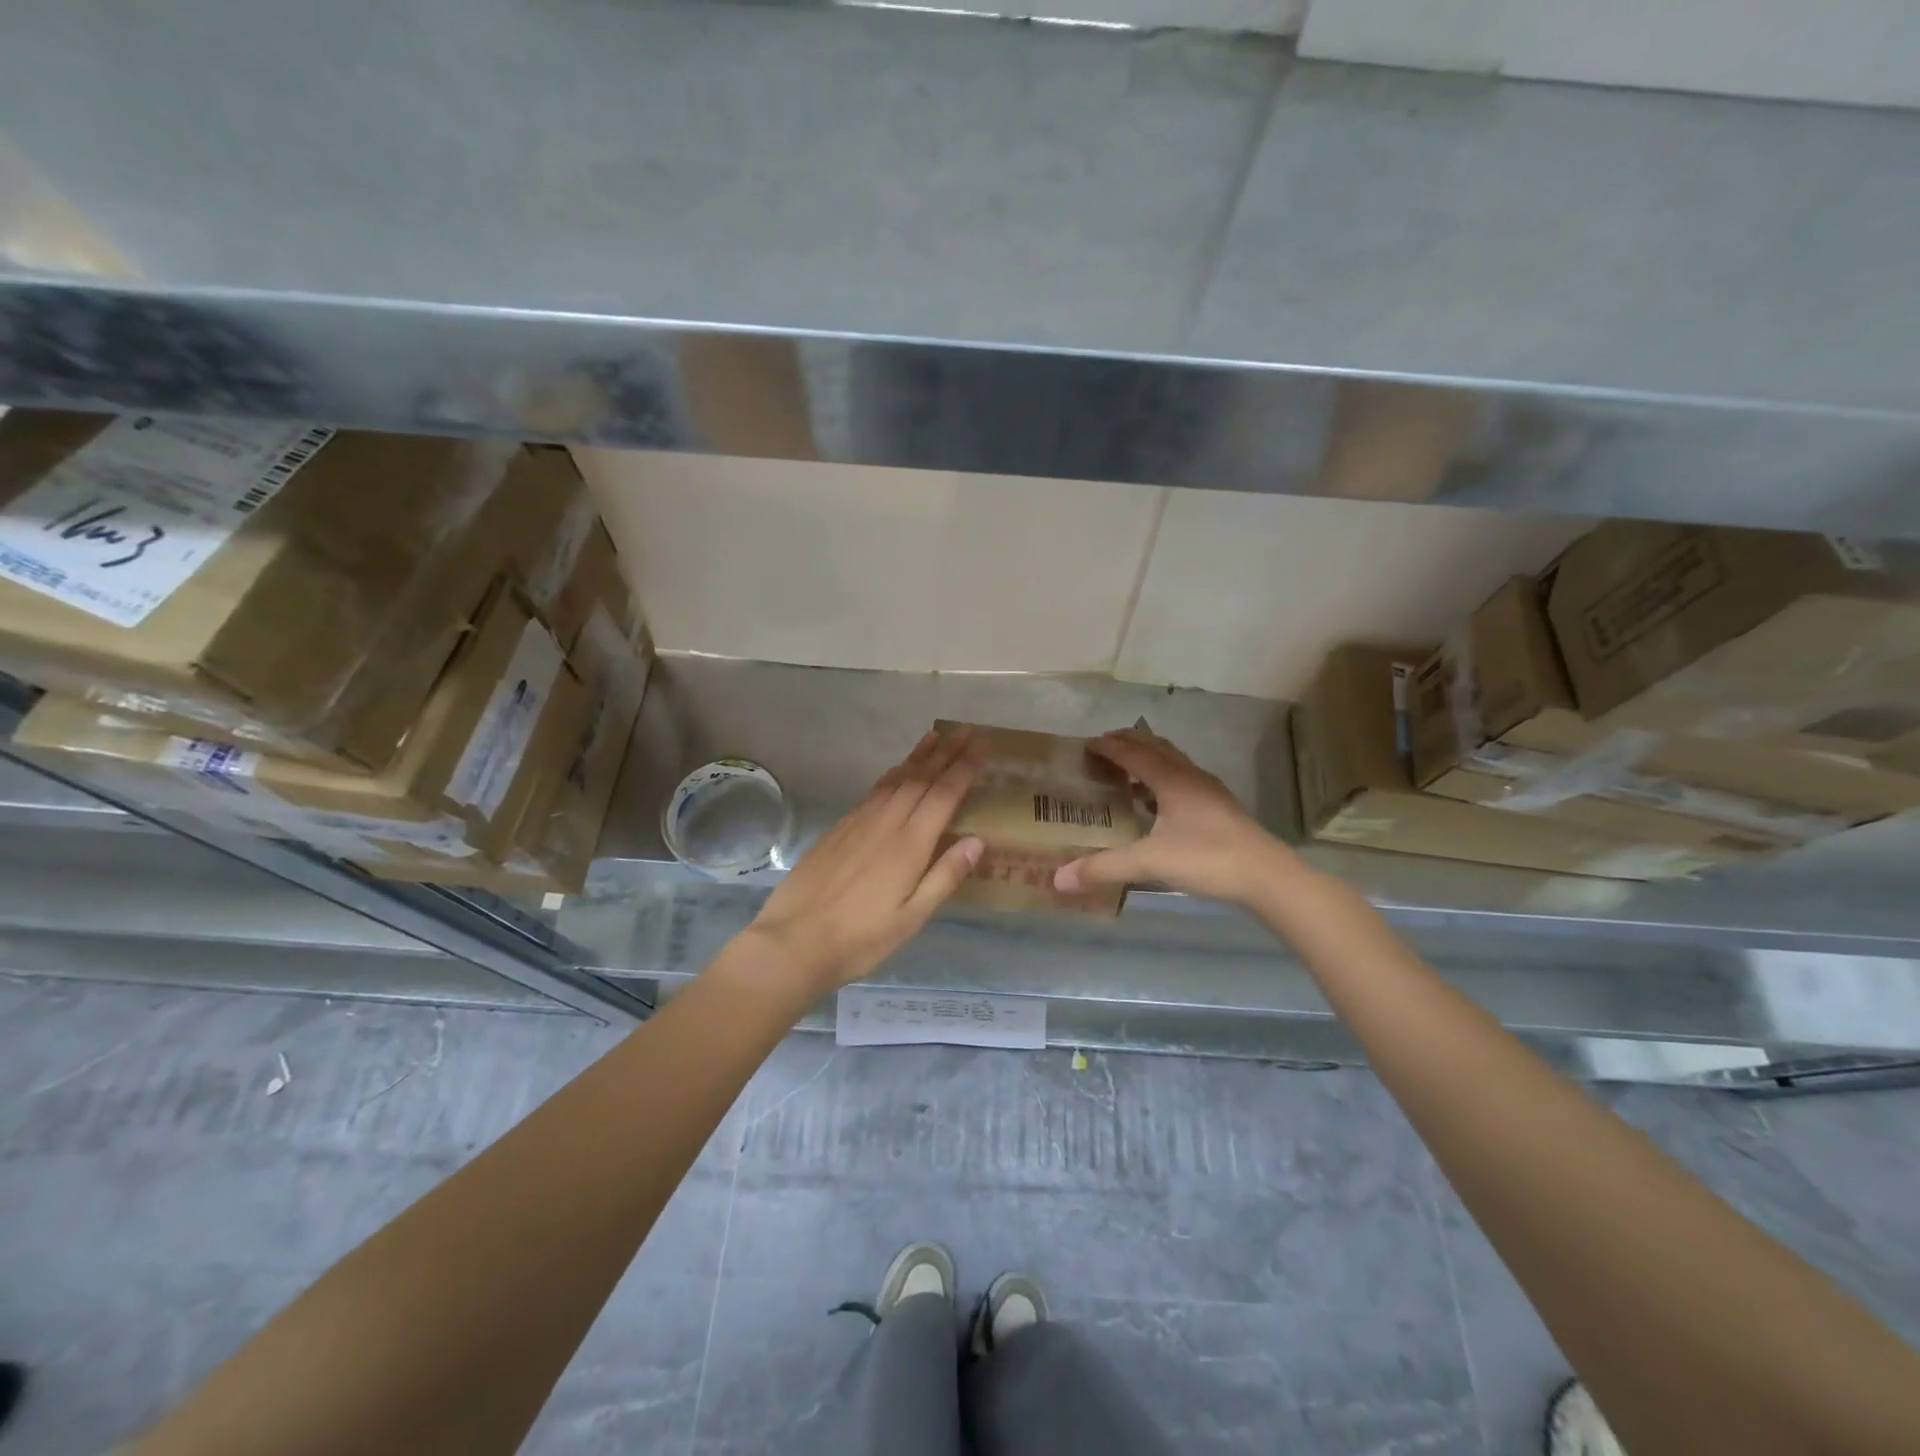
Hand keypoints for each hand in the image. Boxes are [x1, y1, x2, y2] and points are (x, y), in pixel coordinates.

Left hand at [742, 727, 986, 992]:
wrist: (793, 941)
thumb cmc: (860, 939)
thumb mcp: (911, 918)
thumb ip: (945, 877)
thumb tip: (978, 840)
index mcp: (909, 845)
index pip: (944, 795)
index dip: (964, 768)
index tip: (982, 746)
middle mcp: (886, 824)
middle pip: (921, 779)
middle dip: (946, 752)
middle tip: (967, 730)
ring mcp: (859, 823)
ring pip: (895, 779)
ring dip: (918, 756)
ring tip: (937, 736)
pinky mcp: (839, 829)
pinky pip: (874, 791)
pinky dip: (892, 774)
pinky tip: (897, 771)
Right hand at [1053, 728, 1295, 907]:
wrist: (1267, 875)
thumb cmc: (1207, 858)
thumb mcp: (1150, 862)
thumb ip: (1104, 868)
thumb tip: (1059, 878)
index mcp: (1171, 781)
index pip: (1133, 754)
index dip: (1109, 747)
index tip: (1087, 743)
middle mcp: (1190, 777)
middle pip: (1156, 748)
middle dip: (1130, 742)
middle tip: (1105, 744)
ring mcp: (1209, 791)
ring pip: (1174, 762)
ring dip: (1150, 757)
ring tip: (1129, 768)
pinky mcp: (1221, 807)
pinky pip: (1185, 779)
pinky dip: (1165, 777)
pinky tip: (1160, 801)